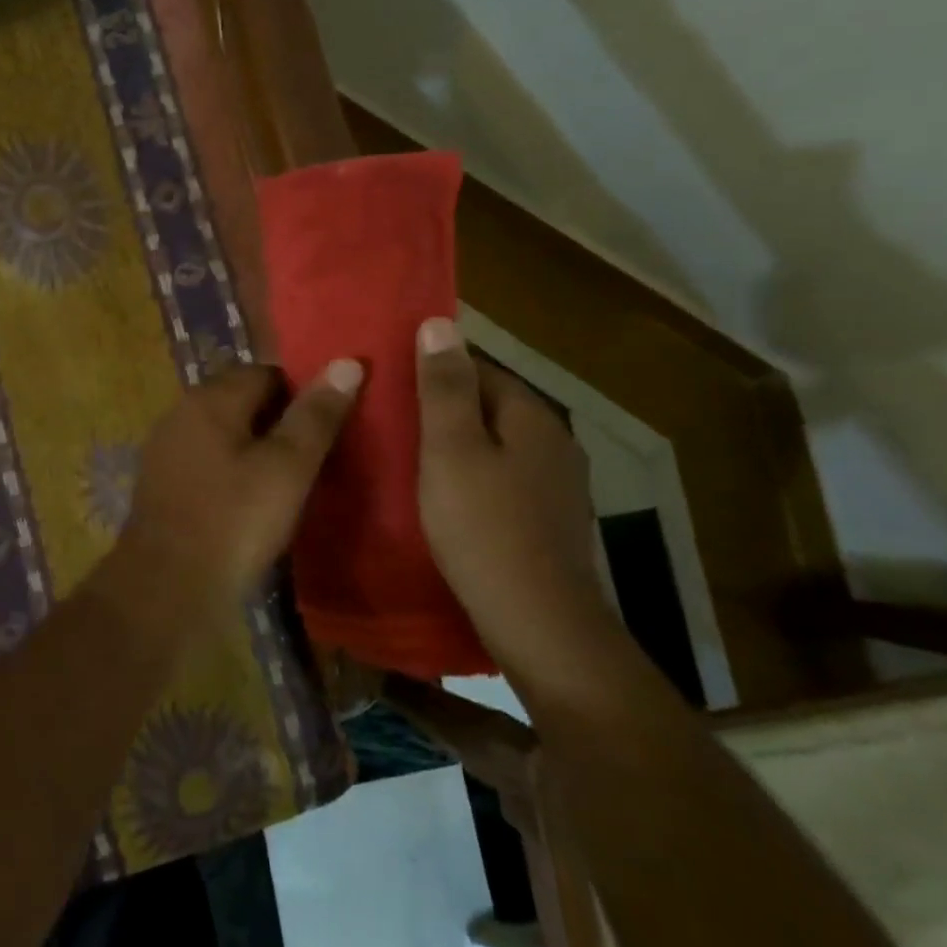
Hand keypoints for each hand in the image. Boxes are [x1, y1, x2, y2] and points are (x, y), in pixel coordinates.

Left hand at [107, 361, 363, 631]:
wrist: (167, 587)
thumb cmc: (233, 521)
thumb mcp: (287, 468)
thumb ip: (316, 416)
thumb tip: (347, 362)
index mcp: (210, 399)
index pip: (266, 373)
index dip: (302, 392)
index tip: (329, 423)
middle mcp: (181, 413)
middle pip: (241, 400)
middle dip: (278, 419)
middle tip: (316, 453)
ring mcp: (166, 449)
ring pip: (223, 432)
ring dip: (254, 446)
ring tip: (291, 478)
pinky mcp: (161, 483)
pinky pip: (206, 461)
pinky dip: (231, 470)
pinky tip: (251, 500)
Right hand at [415, 318, 613, 670]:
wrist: (538, 623)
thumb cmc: (483, 527)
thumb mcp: (451, 450)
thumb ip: (444, 387)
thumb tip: (440, 322)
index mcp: (531, 416)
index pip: (479, 369)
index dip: (433, 372)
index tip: (390, 387)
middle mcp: (554, 442)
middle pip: (489, 407)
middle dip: (442, 409)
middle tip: (390, 424)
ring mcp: (557, 485)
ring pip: (495, 445)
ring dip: (456, 445)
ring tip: (407, 459)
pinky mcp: (549, 520)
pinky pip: (503, 479)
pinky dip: (472, 477)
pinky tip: (445, 498)